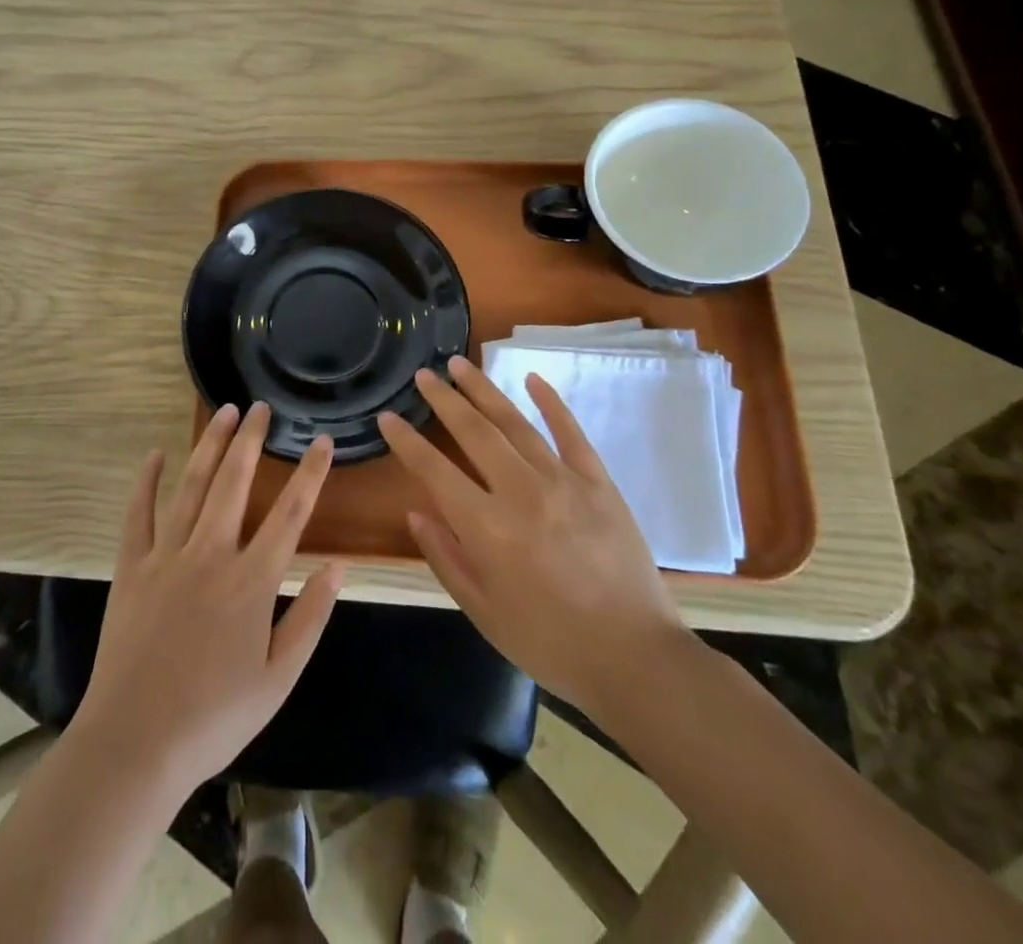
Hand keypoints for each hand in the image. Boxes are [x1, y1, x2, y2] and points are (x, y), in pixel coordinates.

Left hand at [74, 402, 344, 795]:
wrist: (136, 743)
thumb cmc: (215, 716)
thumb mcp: (279, 677)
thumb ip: (311, 617)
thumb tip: (338, 565)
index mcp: (251, 581)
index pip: (290, 513)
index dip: (310, 473)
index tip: (322, 440)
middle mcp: (211, 554)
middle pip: (235, 482)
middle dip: (251, 440)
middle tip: (261, 407)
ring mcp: (167, 556)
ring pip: (192, 486)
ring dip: (210, 445)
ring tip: (225, 413)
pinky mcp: (131, 567)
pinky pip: (139, 514)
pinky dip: (147, 481)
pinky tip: (157, 454)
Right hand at [376, 355, 688, 710]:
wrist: (634, 659)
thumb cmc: (549, 642)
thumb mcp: (483, 611)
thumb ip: (446, 558)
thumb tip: (416, 513)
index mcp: (487, 528)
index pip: (434, 471)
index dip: (406, 442)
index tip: (387, 417)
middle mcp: (520, 492)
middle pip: (473, 432)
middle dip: (443, 399)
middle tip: (423, 374)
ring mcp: (563, 482)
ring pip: (515, 423)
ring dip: (484, 390)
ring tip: (459, 364)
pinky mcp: (598, 483)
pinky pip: (570, 433)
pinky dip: (550, 403)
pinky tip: (532, 379)